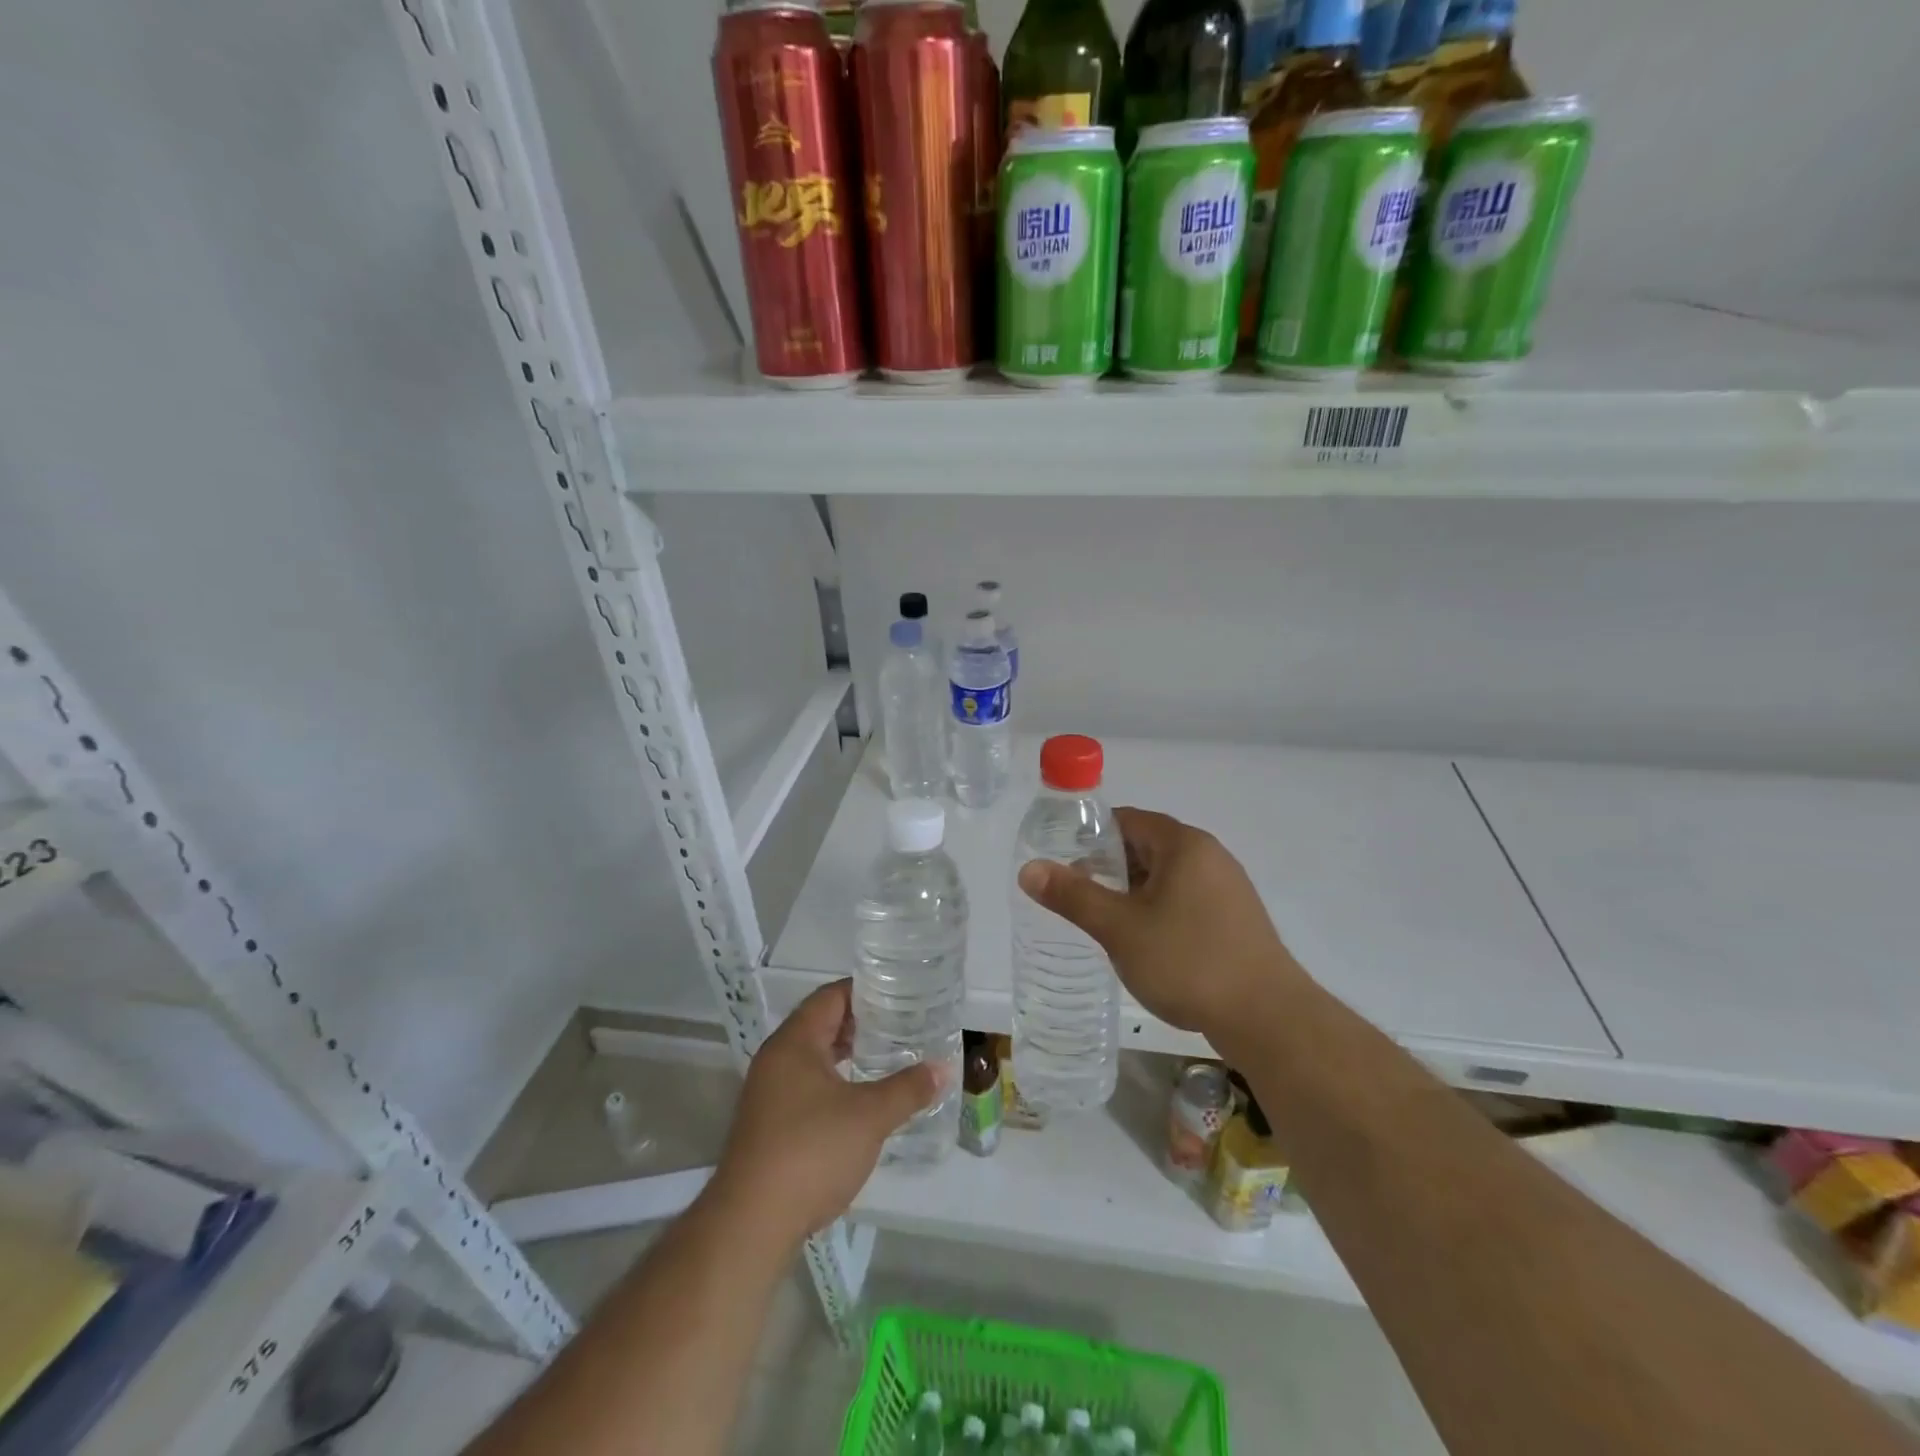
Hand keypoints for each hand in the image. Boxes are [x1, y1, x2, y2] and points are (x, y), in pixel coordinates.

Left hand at [712, 980, 941, 1246]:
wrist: (751, 1225)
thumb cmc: (811, 1152)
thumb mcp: (869, 1116)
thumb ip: (907, 1089)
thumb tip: (942, 1069)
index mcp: (794, 1042)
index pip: (831, 996)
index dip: (865, 990)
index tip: (899, 992)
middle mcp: (776, 1059)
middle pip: (821, 1024)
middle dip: (861, 1023)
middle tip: (902, 1024)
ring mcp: (768, 1093)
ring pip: (814, 1058)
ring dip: (848, 1055)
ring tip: (888, 1057)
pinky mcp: (769, 1125)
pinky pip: (807, 1086)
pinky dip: (835, 1082)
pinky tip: (861, 1100)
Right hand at [1017, 807, 1310, 1042]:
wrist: (1267, 1018)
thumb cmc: (1188, 962)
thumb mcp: (1119, 928)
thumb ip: (1073, 895)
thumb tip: (1029, 869)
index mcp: (1184, 844)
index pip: (1127, 820)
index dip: (1091, 836)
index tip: (1064, 862)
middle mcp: (1210, 856)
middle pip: (1146, 847)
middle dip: (1109, 868)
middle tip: (1077, 896)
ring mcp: (1228, 888)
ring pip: (1166, 877)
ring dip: (1133, 893)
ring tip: (1105, 922)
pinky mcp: (1236, 919)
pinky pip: (1186, 900)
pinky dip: (1159, 910)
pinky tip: (1145, 943)